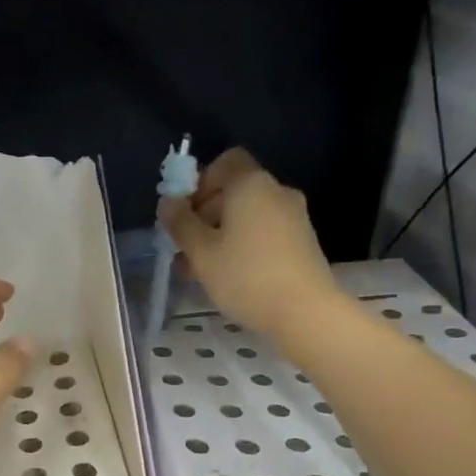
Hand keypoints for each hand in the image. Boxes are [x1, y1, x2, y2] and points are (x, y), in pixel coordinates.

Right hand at [160, 148, 338, 341]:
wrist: (307, 313)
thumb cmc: (246, 276)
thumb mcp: (201, 252)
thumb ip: (181, 223)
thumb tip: (168, 202)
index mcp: (250, 184)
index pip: (225, 161)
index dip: (200, 182)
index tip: (184, 212)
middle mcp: (276, 192)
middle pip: (233, 191)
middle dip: (204, 216)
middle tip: (184, 249)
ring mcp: (294, 217)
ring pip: (247, 217)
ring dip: (220, 236)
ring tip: (200, 271)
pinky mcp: (303, 242)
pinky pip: (264, 233)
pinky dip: (244, 246)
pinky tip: (229, 277)